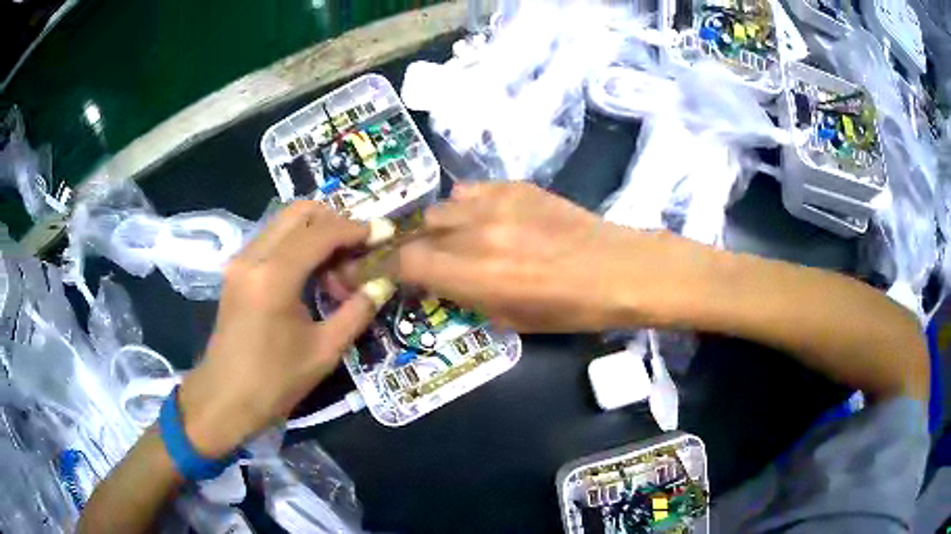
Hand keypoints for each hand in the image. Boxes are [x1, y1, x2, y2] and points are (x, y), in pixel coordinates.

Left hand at [177, 202, 377, 457]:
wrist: (225, 399)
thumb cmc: (274, 382)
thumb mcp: (324, 352)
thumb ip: (356, 312)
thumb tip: (383, 283)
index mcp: (274, 277)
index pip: (321, 233)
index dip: (357, 228)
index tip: (384, 233)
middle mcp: (254, 256)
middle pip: (300, 212)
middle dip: (335, 220)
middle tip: (359, 246)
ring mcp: (241, 260)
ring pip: (284, 221)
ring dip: (315, 231)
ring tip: (338, 262)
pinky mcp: (236, 269)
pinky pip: (272, 238)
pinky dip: (297, 242)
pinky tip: (312, 271)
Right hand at [392, 182, 697, 331]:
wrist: (617, 269)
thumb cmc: (569, 309)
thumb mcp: (509, 319)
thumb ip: (465, 295)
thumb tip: (437, 280)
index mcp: (475, 275)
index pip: (407, 262)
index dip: (386, 267)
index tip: (378, 271)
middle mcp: (477, 233)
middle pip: (419, 231)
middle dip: (414, 248)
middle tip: (425, 260)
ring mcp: (496, 203)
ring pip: (442, 208)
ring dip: (440, 227)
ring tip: (458, 239)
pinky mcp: (516, 186)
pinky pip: (470, 191)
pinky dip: (466, 207)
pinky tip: (483, 219)